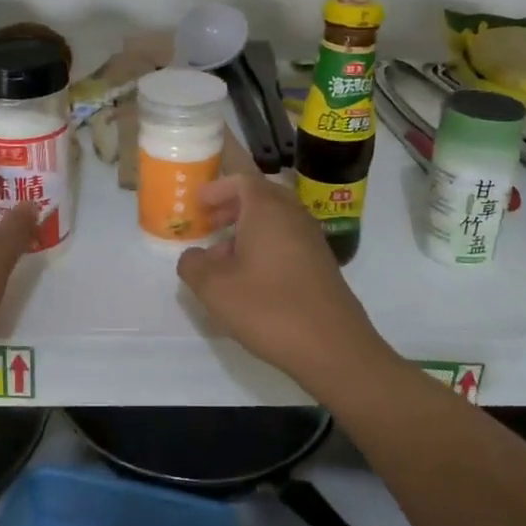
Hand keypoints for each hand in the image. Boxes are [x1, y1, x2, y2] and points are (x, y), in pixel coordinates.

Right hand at [175, 175, 385, 389]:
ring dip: (248, 231)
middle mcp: (293, 215)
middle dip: (232, 207)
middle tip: (209, 225)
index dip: (217, 188)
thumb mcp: (214, 288)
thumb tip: (193, 256)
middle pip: (261, 197)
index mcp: (267, 209)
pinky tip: (251, 280)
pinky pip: (288, 242)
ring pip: (275, 222)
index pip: (242, 180)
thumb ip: (193, 265)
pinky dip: (266, 248)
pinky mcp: (322, 265)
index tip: (198, 203)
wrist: (332, 346)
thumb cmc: (268, 307)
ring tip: (223, 258)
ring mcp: (312, 240)